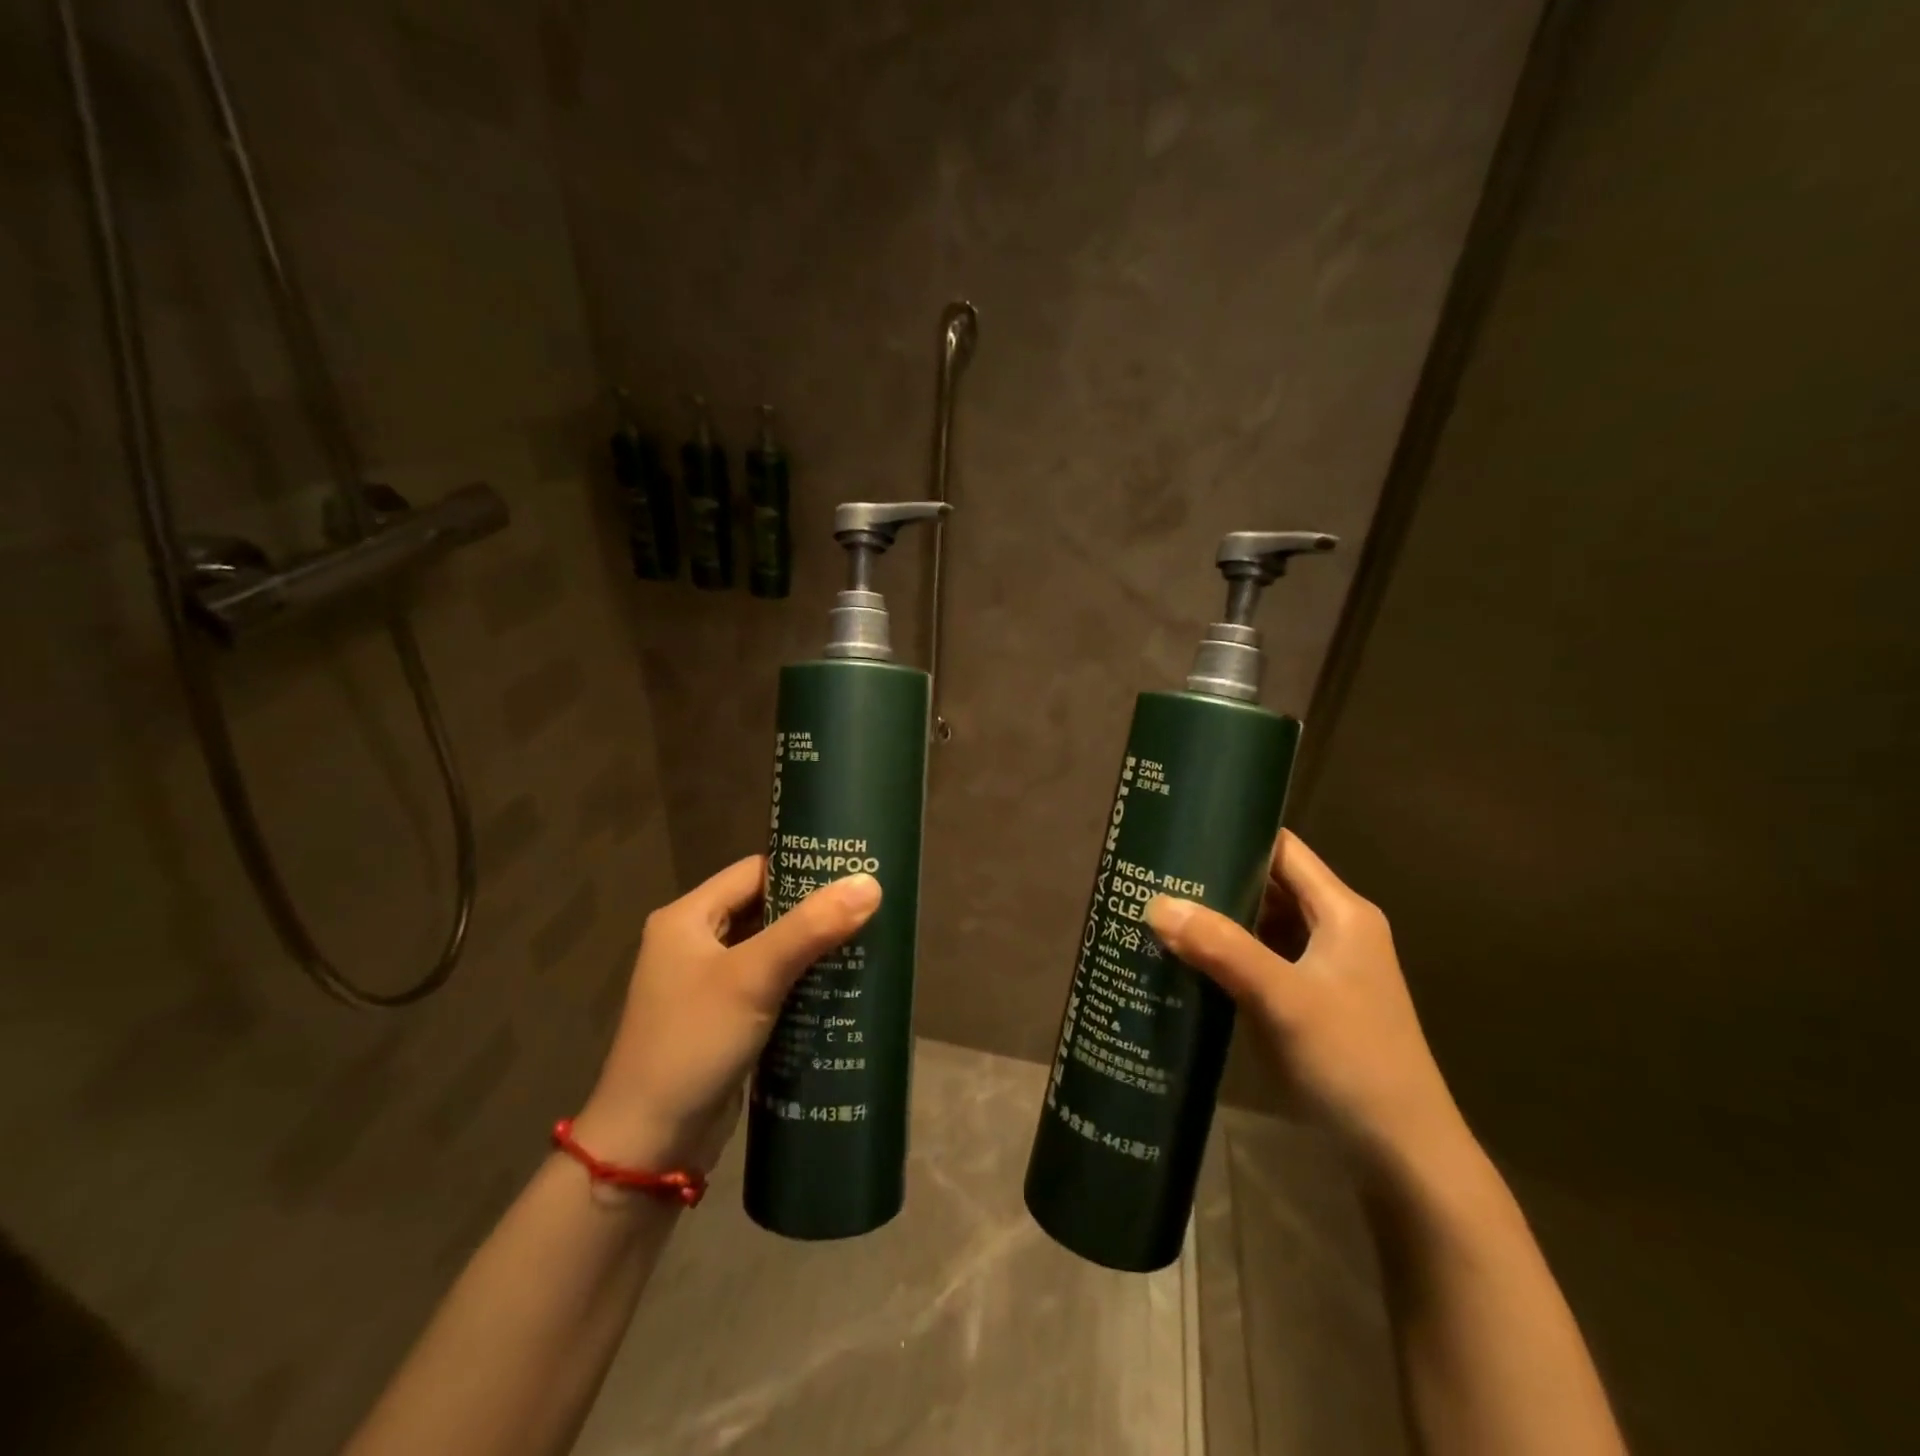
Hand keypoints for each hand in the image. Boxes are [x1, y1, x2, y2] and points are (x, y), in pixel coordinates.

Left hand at [572, 857, 880, 1173]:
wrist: (648, 1146)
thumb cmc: (693, 1043)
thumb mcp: (753, 977)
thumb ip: (811, 928)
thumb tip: (870, 883)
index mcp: (687, 917)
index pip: (754, 871)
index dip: (802, 868)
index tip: (853, 870)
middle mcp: (694, 942)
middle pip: (763, 908)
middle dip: (813, 910)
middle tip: (870, 905)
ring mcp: (707, 984)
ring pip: (769, 948)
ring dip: (810, 947)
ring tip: (866, 939)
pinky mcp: (723, 1019)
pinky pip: (768, 984)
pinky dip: (800, 980)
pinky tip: (841, 984)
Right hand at [1145, 831, 1467, 1174]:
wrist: (1403, 1159)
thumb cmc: (1352, 1063)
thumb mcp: (1283, 998)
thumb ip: (1221, 947)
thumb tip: (1156, 903)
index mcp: (1343, 913)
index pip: (1283, 850)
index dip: (1236, 834)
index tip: (1179, 830)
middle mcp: (1335, 930)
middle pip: (1269, 886)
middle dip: (1215, 879)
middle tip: (1154, 874)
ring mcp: (1323, 969)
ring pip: (1261, 926)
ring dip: (1218, 920)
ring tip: (1158, 910)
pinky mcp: (1309, 1002)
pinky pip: (1260, 961)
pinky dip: (1226, 955)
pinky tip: (1184, 960)